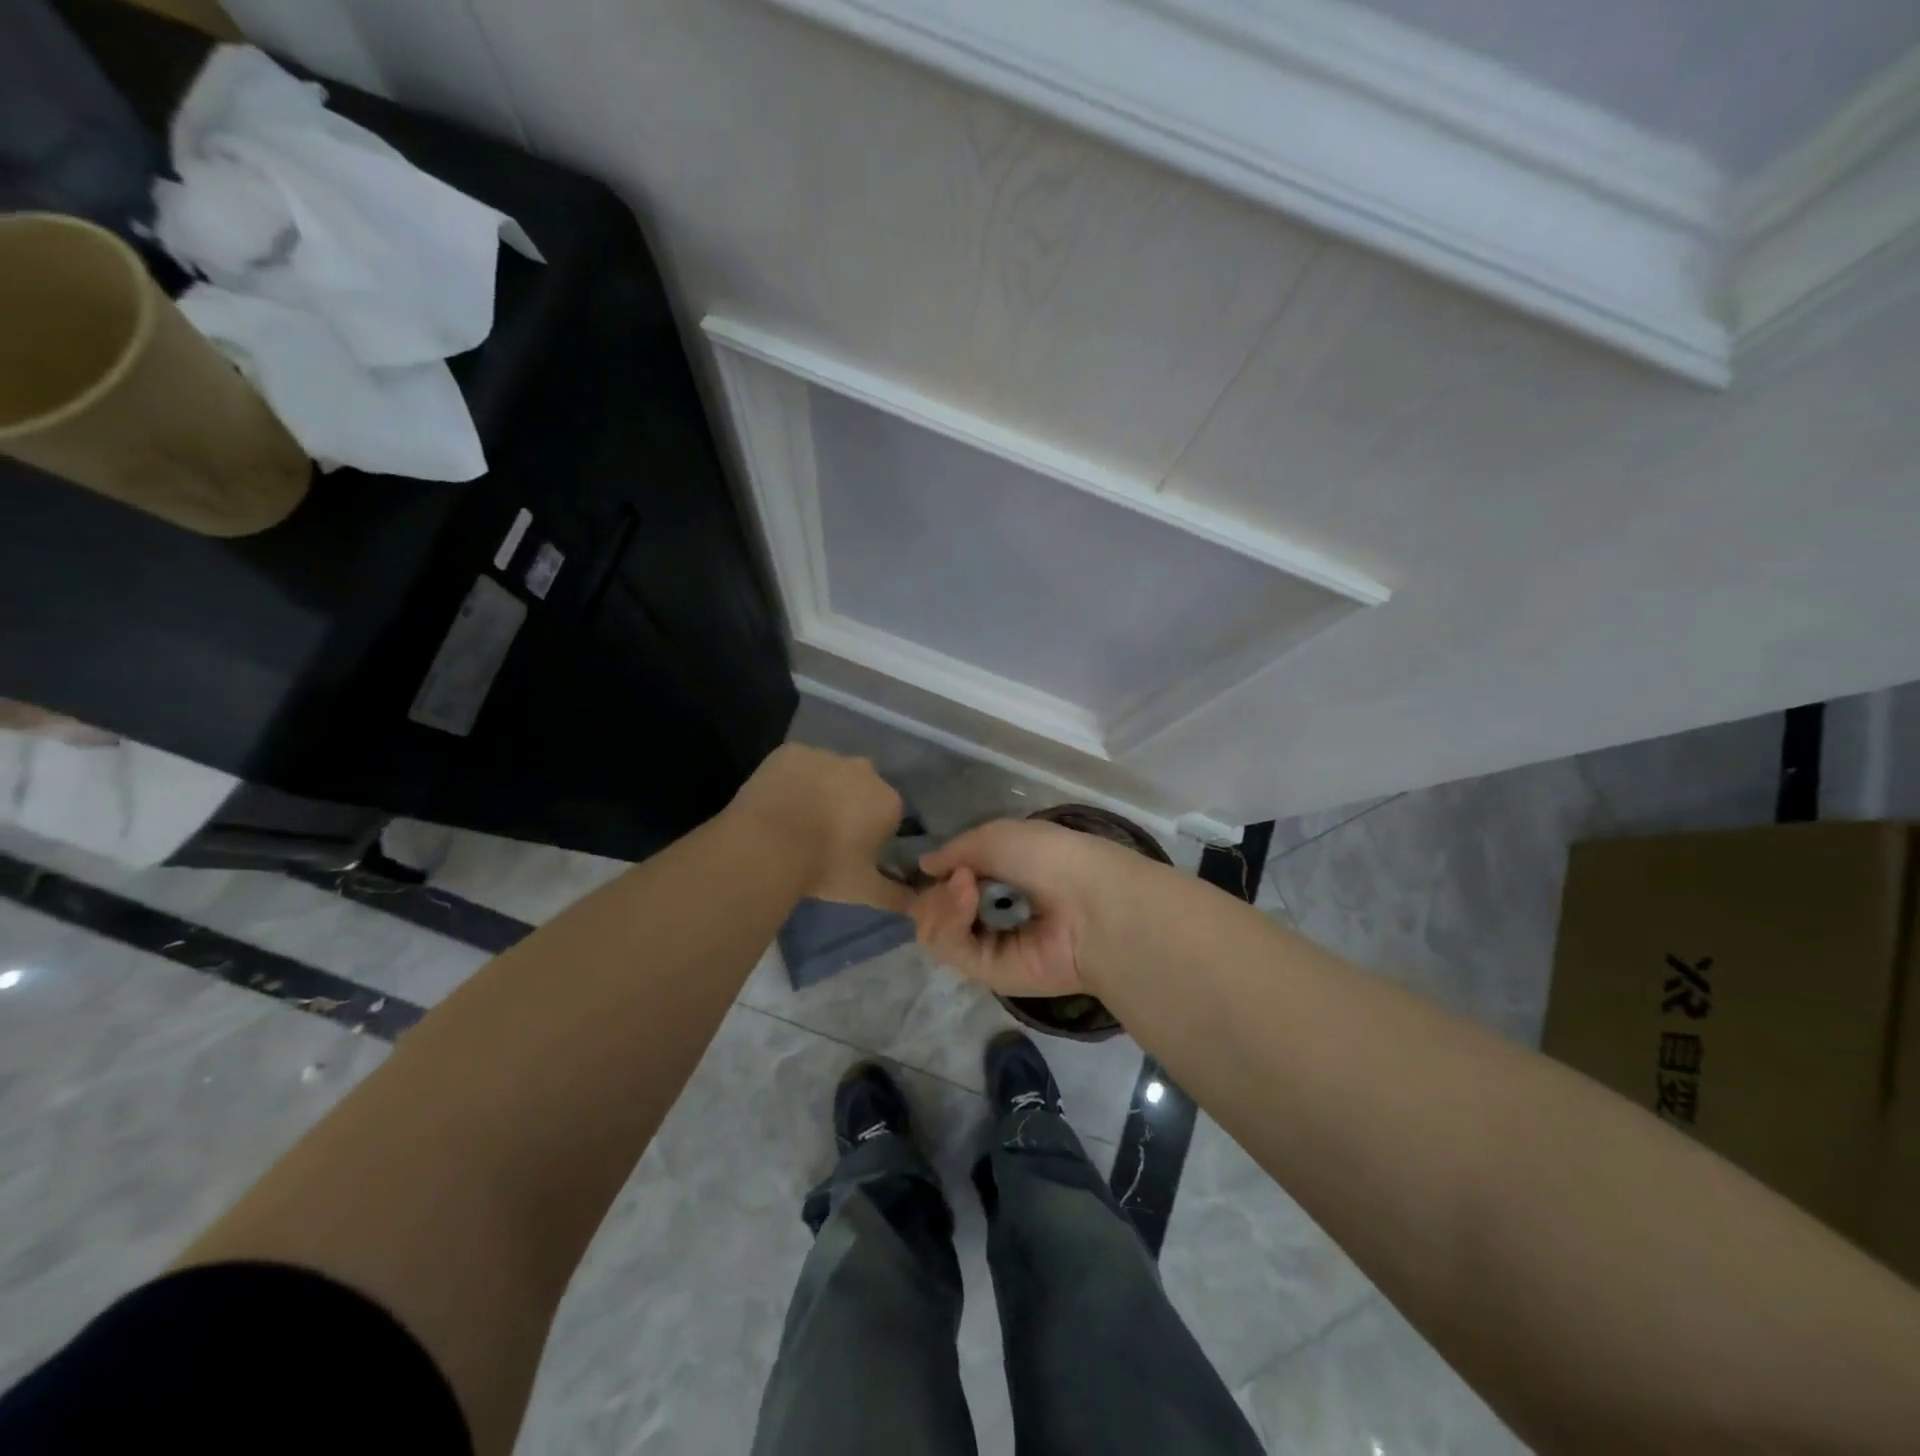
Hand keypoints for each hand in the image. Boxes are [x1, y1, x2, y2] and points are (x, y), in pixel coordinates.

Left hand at [730, 745, 910, 911]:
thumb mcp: (864, 891)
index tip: (853, 852)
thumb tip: (914, 904)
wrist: (767, 844)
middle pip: (861, 788)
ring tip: (796, 822)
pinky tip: (778, 803)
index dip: (872, 833)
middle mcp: (863, 770)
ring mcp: (826, 756)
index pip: (888, 815)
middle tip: (824, 837)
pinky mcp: (791, 751)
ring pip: (829, 773)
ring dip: (821, 791)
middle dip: (850, 806)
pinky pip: (797, 765)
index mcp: (887, 801)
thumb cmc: (824, 867)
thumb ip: (895, 897)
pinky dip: (792, 779)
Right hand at [909, 819, 1147, 996]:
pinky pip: (949, 947)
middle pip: (938, 909)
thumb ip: (956, 850)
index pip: (953, 883)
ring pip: (936, 929)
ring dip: (940, 903)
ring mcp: (991, 945)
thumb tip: (926, 866)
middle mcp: (995, 913)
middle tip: (959, 878)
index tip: (939, 866)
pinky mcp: (988, 973)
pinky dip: (949, 920)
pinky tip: (967, 898)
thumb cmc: (1050, 857)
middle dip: (937, 891)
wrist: (1090, 903)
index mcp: (1003, 878)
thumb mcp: (997, 835)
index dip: (941, 875)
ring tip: (965, 887)